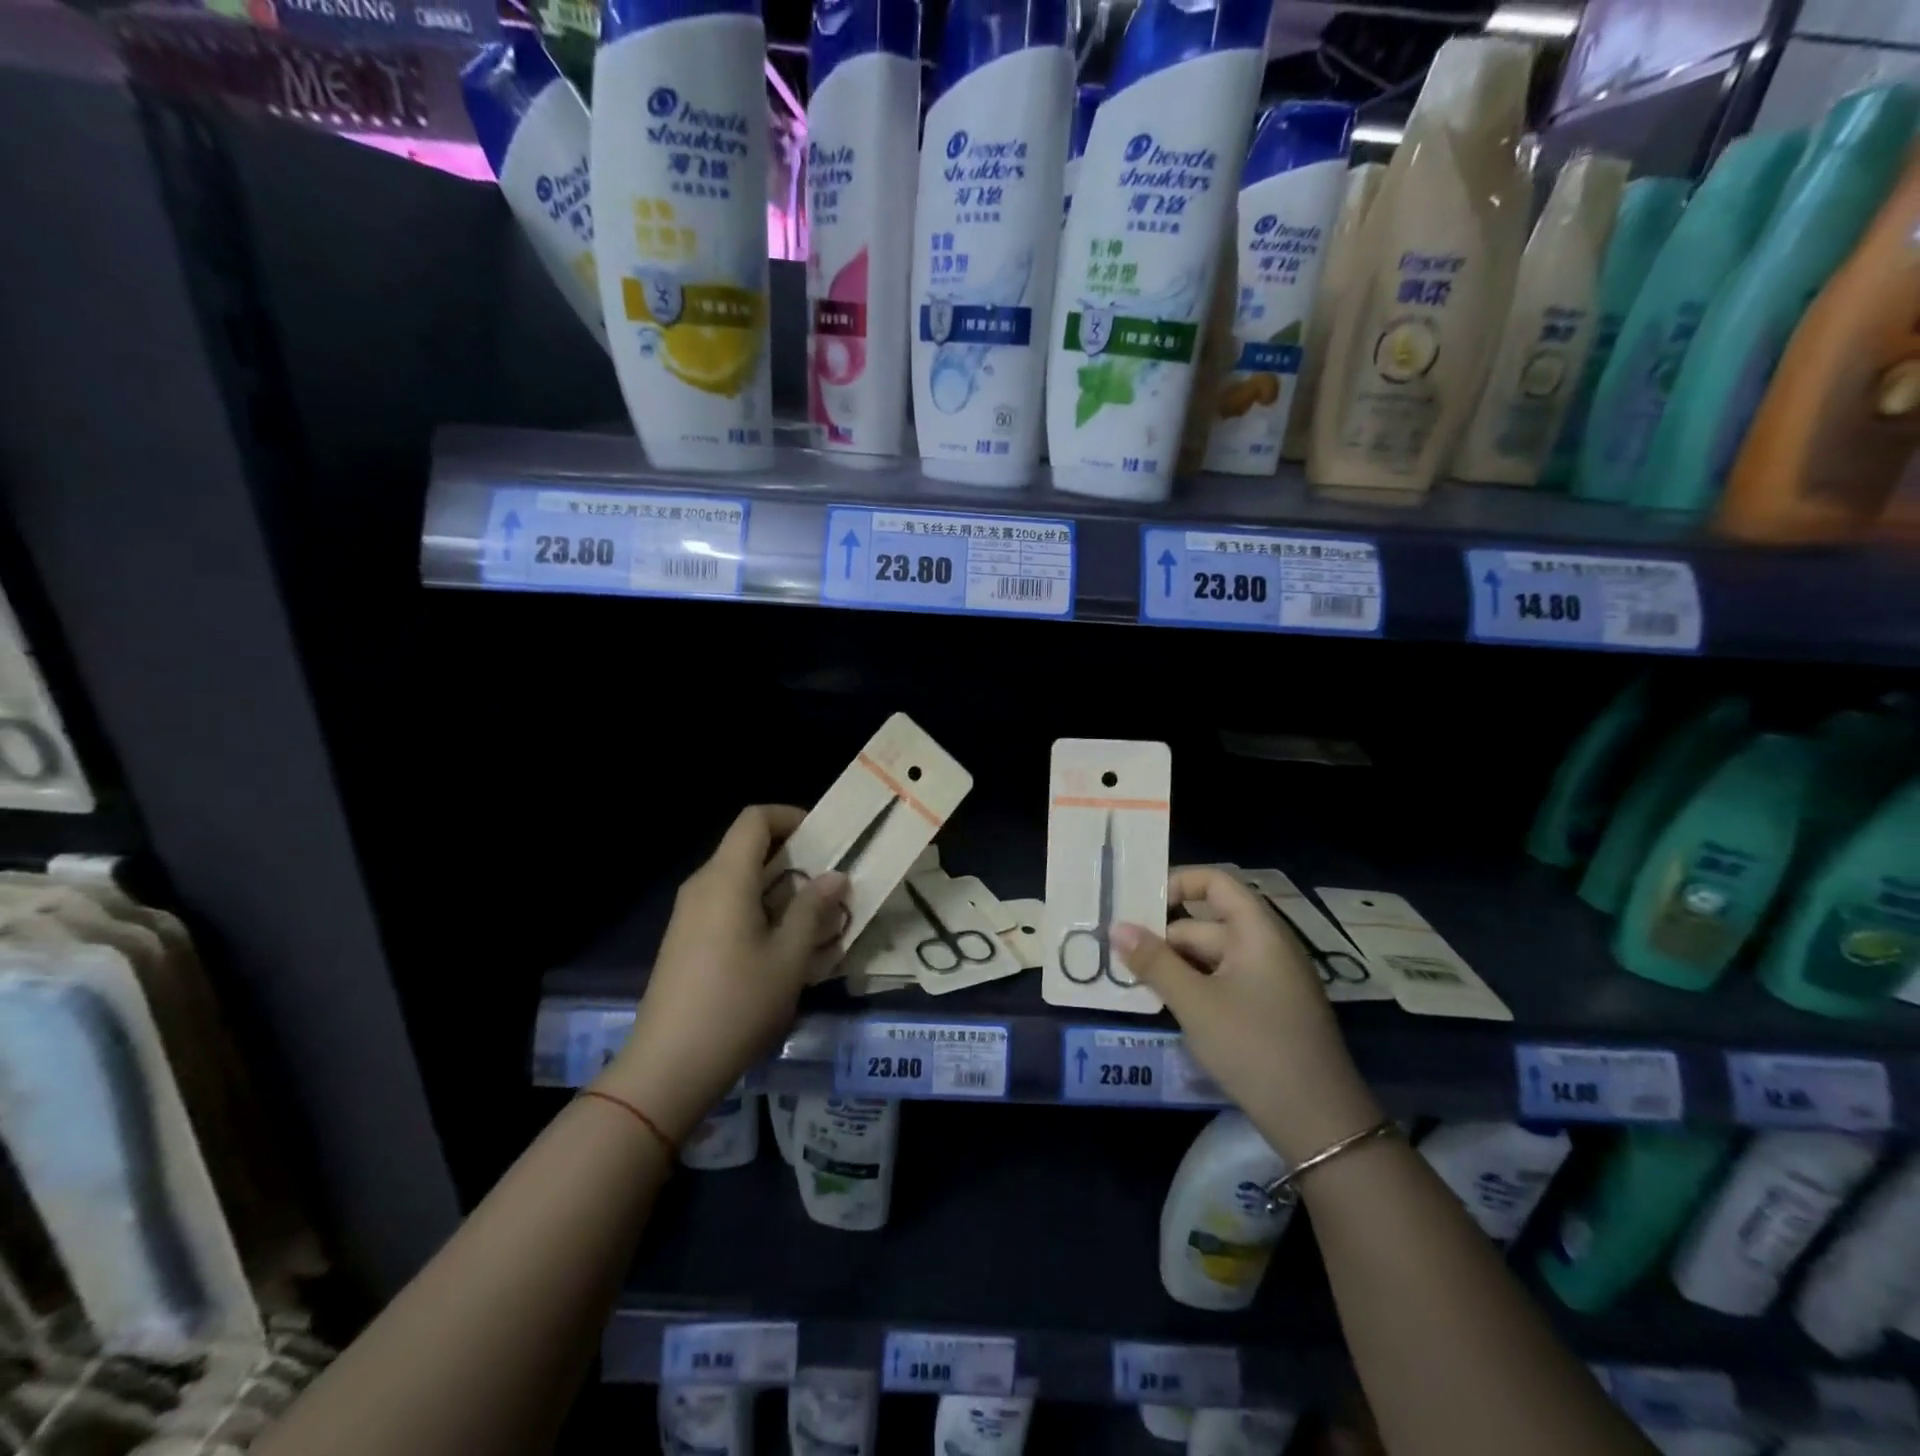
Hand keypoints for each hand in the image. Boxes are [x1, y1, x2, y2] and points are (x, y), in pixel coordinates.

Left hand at [601, 806, 847, 1141]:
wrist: (669, 1066)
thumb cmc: (737, 1004)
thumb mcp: (789, 957)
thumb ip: (814, 910)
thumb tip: (835, 877)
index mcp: (726, 878)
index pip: (756, 818)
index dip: (792, 817)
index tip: (825, 840)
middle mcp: (703, 885)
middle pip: (749, 849)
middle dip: (795, 858)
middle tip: (832, 884)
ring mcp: (690, 914)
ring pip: (741, 880)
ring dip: (781, 889)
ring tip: (818, 919)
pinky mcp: (686, 940)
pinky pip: (728, 906)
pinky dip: (760, 911)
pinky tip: (784, 947)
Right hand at [1112, 868, 1383, 1163]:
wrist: (1319, 1122)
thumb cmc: (1255, 1048)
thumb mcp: (1195, 1003)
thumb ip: (1154, 962)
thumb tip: (1115, 927)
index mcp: (1257, 931)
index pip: (1215, 882)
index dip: (1177, 883)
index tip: (1138, 906)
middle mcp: (1265, 945)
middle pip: (1204, 924)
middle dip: (1163, 939)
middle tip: (1118, 956)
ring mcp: (1268, 979)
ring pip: (1209, 957)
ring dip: (1174, 967)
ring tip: (1132, 981)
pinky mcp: (1266, 1008)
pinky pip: (1221, 981)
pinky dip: (1193, 987)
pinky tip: (1165, 1005)